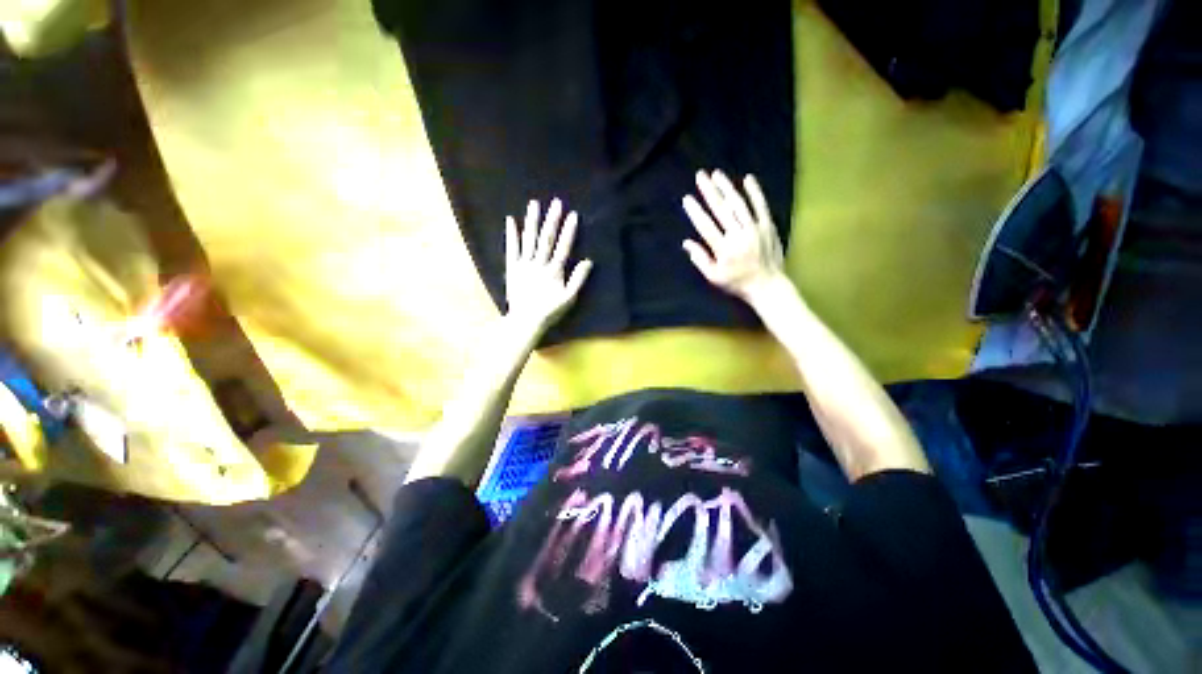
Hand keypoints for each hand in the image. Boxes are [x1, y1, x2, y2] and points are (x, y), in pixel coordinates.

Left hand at [505, 198, 592, 329]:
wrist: (526, 320)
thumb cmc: (550, 310)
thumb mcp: (569, 298)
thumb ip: (578, 279)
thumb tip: (588, 261)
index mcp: (554, 271)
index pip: (563, 247)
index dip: (568, 231)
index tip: (573, 215)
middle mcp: (539, 264)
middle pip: (546, 239)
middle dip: (552, 220)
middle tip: (555, 202)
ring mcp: (524, 264)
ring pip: (529, 239)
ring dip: (532, 221)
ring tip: (534, 204)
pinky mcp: (512, 268)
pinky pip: (511, 248)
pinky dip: (511, 234)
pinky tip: (511, 220)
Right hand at [681, 170, 785, 301]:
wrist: (767, 285)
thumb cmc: (736, 282)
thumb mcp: (714, 277)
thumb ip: (700, 259)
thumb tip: (686, 243)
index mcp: (724, 249)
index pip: (706, 226)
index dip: (696, 212)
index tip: (687, 199)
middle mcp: (738, 236)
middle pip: (721, 210)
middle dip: (709, 192)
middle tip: (700, 176)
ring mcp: (755, 229)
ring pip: (739, 204)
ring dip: (727, 187)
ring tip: (717, 174)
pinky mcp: (768, 226)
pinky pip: (761, 206)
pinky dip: (755, 192)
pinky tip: (748, 178)